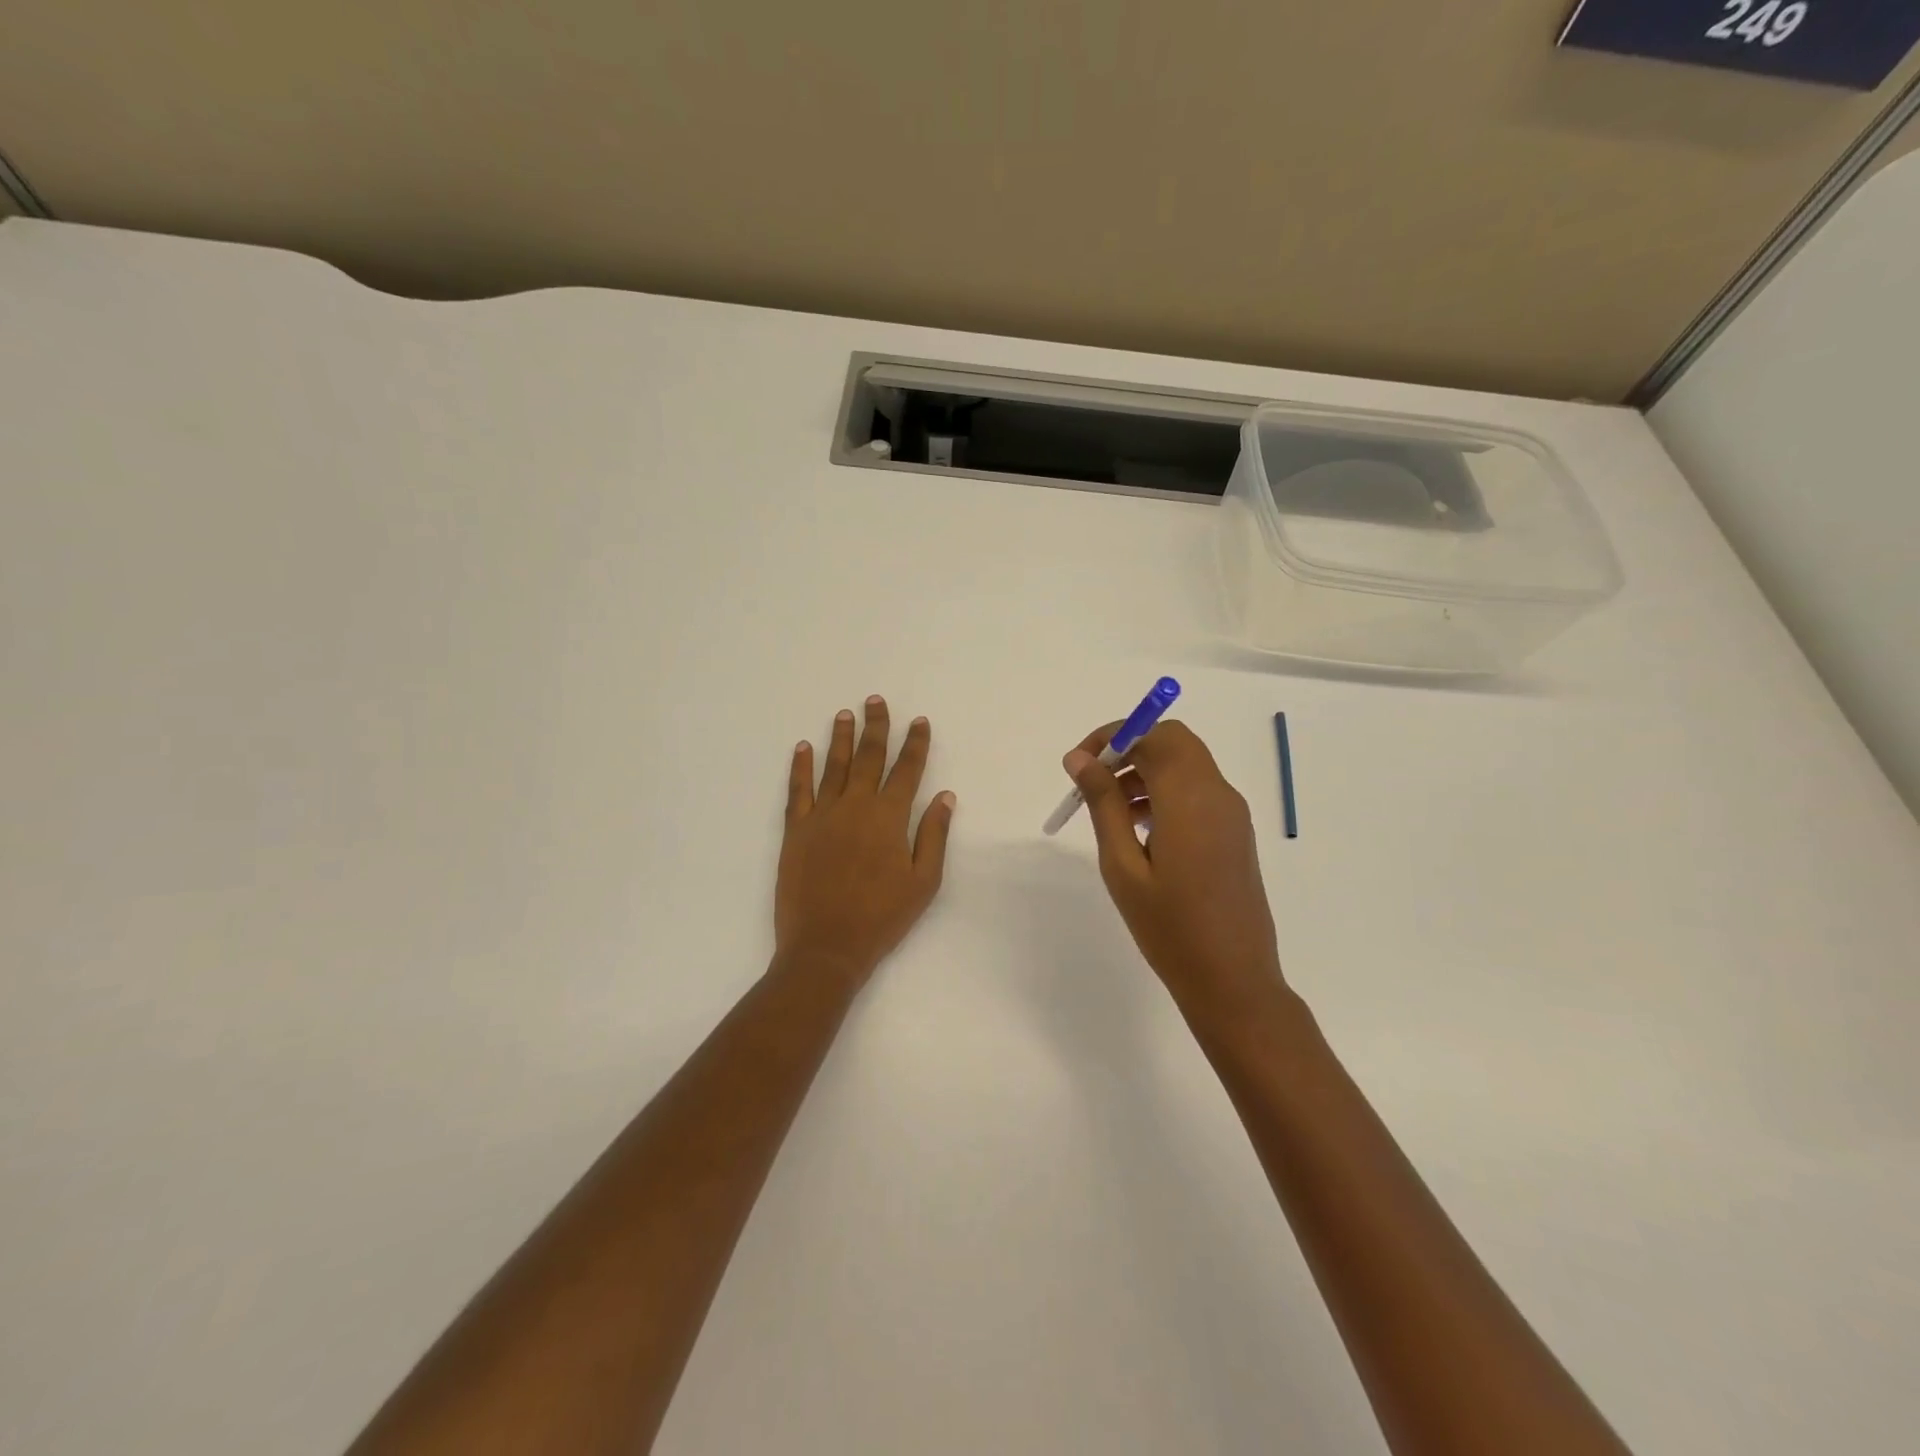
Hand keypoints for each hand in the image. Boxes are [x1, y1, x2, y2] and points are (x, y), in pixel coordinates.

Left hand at [775, 696, 955, 988]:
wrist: (826, 946)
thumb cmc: (882, 917)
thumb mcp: (923, 882)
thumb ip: (933, 835)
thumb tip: (945, 796)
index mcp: (889, 817)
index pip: (906, 770)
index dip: (915, 744)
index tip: (919, 721)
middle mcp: (855, 806)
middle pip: (868, 757)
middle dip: (875, 727)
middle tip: (875, 700)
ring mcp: (822, 815)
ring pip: (833, 766)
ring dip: (840, 738)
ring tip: (845, 714)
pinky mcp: (795, 830)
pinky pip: (797, 790)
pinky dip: (800, 767)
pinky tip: (803, 748)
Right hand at [1063, 720, 1283, 1009]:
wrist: (1233, 981)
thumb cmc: (1170, 928)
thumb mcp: (1122, 865)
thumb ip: (1103, 804)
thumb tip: (1080, 758)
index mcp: (1191, 798)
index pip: (1154, 735)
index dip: (1113, 736)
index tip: (1079, 764)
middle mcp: (1218, 794)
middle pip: (1174, 742)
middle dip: (1129, 749)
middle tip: (1093, 781)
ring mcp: (1232, 813)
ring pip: (1186, 764)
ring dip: (1146, 770)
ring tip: (1109, 811)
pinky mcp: (1235, 832)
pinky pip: (1197, 790)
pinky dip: (1165, 790)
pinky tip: (1138, 828)